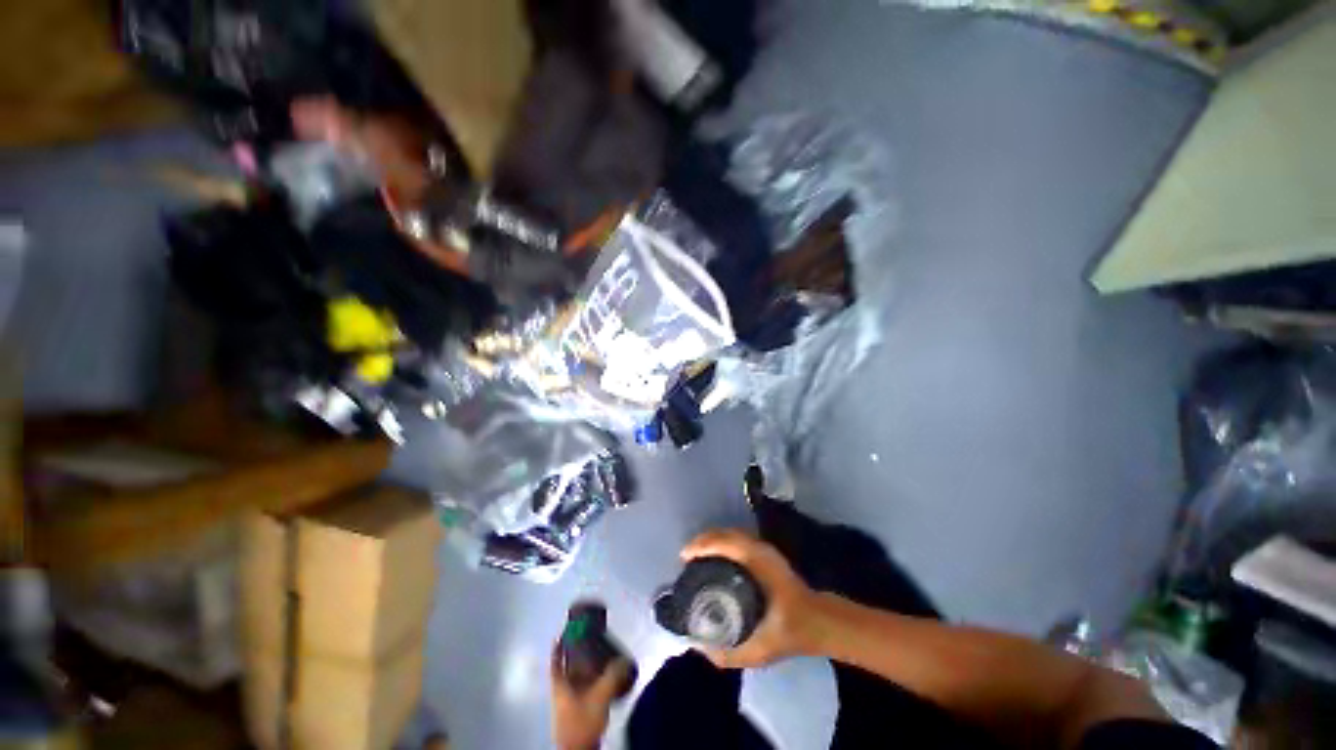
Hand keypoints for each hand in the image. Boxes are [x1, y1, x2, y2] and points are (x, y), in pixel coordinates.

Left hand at [550, 645, 630, 749]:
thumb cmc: (582, 722)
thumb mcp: (600, 695)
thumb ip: (613, 675)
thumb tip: (624, 660)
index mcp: (560, 685)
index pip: (556, 661)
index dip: (558, 647)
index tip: (562, 633)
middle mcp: (561, 692)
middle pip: (566, 668)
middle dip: (576, 654)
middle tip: (588, 640)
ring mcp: (568, 704)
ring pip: (575, 679)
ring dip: (584, 667)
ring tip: (598, 656)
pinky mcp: (577, 713)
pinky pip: (583, 689)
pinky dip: (590, 681)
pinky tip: (602, 680)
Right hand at [681, 529, 820, 669]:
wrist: (819, 620)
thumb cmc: (791, 631)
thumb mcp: (759, 650)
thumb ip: (729, 654)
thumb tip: (700, 647)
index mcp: (757, 564)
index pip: (725, 543)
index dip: (702, 546)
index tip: (684, 557)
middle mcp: (759, 549)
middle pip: (725, 533)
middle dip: (702, 541)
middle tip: (685, 557)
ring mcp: (764, 548)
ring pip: (731, 533)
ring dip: (711, 539)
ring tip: (695, 555)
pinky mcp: (765, 552)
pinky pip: (737, 539)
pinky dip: (721, 542)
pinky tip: (714, 556)